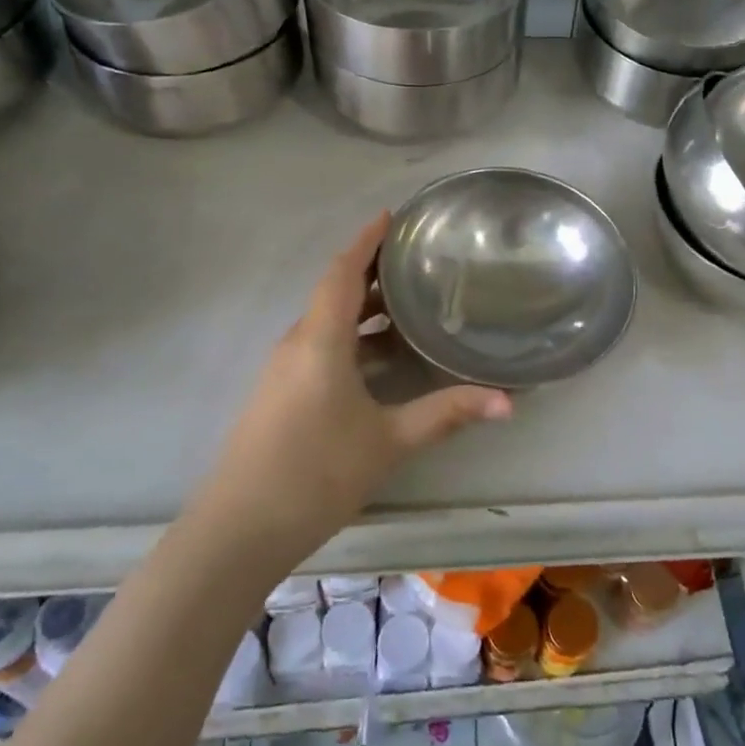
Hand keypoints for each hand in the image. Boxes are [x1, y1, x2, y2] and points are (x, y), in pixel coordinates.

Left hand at [199, 214, 512, 554]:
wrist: (238, 530)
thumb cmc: (315, 473)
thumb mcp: (389, 441)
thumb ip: (446, 414)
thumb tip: (507, 402)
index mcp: (320, 339)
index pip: (343, 271)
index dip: (366, 240)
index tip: (392, 215)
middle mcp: (298, 343)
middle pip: (336, 291)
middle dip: (373, 271)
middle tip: (418, 259)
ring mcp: (284, 369)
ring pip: (328, 320)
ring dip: (364, 306)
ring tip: (410, 302)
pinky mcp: (280, 393)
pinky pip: (320, 345)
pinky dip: (352, 335)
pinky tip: (380, 356)